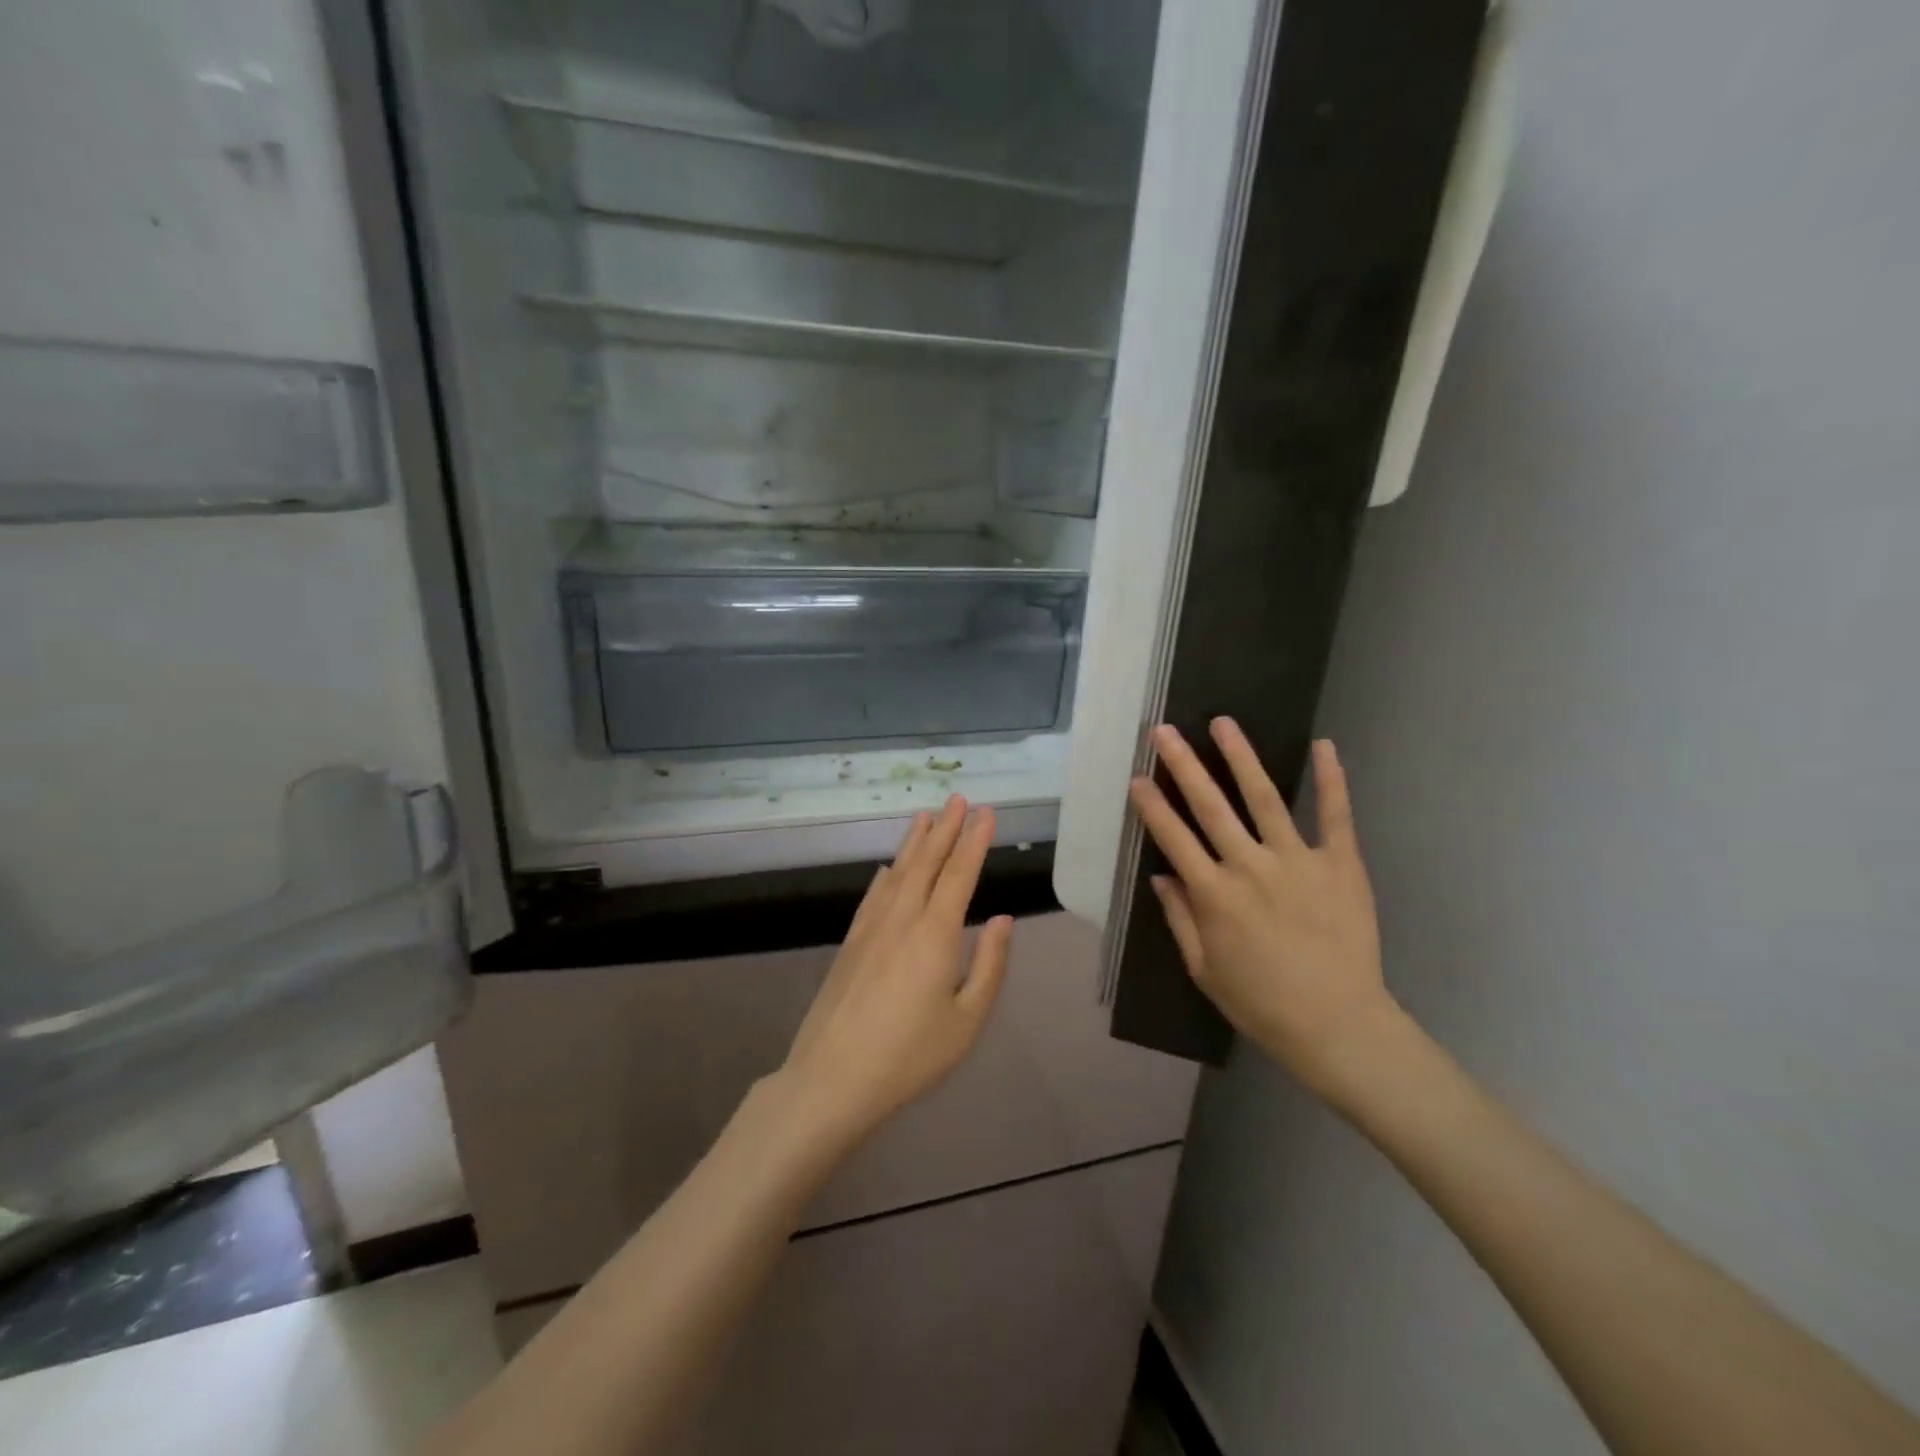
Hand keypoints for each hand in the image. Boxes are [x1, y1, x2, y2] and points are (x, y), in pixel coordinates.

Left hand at [777, 795, 1011, 1146]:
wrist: (834, 1077)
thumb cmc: (911, 1055)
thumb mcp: (967, 1020)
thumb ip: (990, 966)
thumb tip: (1004, 919)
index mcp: (936, 933)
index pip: (960, 874)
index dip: (974, 840)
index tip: (985, 812)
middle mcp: (903, 918)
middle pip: (927, 862)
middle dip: (945, 828)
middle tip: (958, 798)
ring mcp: (871, 928)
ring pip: (897, 872)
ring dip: (914, 841)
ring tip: (925, 815)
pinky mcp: (851, 942)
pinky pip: (872, 895)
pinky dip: (885, 874)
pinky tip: (887, 866)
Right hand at [1129, 722, 1400, 1102]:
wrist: (1339, 1026)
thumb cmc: (1262, 1003)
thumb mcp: (1204, 969)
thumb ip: (1180, 918)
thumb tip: (1161, 875)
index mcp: (1214, 895)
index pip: (1174, 838)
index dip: (1151, 806)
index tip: (1136, 777)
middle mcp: (1250, 867)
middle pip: (1210, 806)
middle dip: (1183, 765)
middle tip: (1164, 732)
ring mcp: (1298, 861)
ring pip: (1264, 798)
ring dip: (1241, 758)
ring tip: (1223, 723)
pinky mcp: (1341, 865)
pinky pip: (1336, 815)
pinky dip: (1331, 779)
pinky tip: (1323, 745)